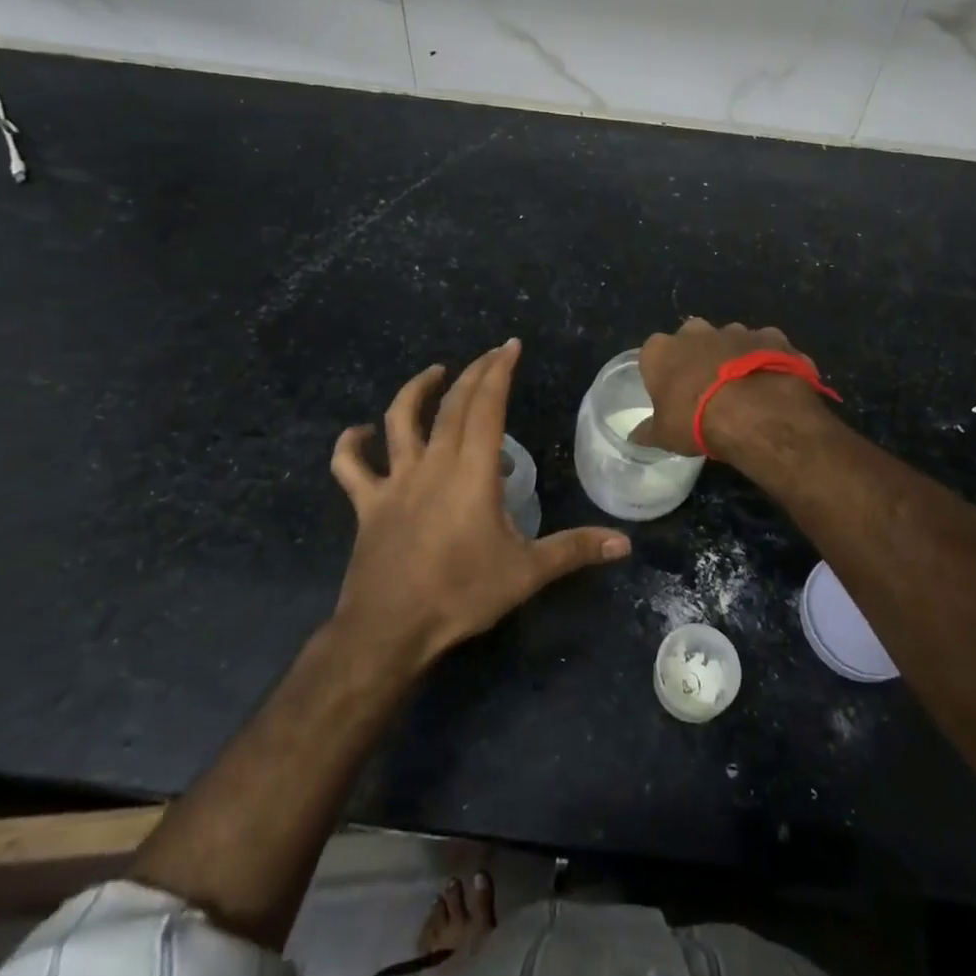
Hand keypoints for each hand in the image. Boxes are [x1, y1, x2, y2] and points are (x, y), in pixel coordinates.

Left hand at [330, 340, 630, 666]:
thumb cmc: (461, 594)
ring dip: (415, 391)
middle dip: (473, 373)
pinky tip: (359, 433)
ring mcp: (395, 481)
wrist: (389, 629)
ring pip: (400, 420)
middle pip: (452, 405)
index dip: (499, 371)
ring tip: (434, 373)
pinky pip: (351, 467)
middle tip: (491, 355)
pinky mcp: (368, 503)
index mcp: (471, 471)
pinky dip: (351, 445)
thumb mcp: (526, 573)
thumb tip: (624, 542)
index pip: (487, 406)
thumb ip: (574, 550)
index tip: (510, 346)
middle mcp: (433, 463)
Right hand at [634, 318, 827, 455]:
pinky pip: (764, 346)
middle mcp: (695, 331)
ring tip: (742, 389)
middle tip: (706, 388)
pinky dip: (766, 359)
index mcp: (661, 350)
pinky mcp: (769, 336)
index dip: (662, 372)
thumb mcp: (664, 435)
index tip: (671, 393)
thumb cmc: (697, 421)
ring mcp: (734, 330)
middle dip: (697, 357)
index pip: (653, 354)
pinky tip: (771, 383)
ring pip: (729, 340)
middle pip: (691, 339)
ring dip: (732, 357)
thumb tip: (634, 437)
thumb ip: (648, 431)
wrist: (756, 413)